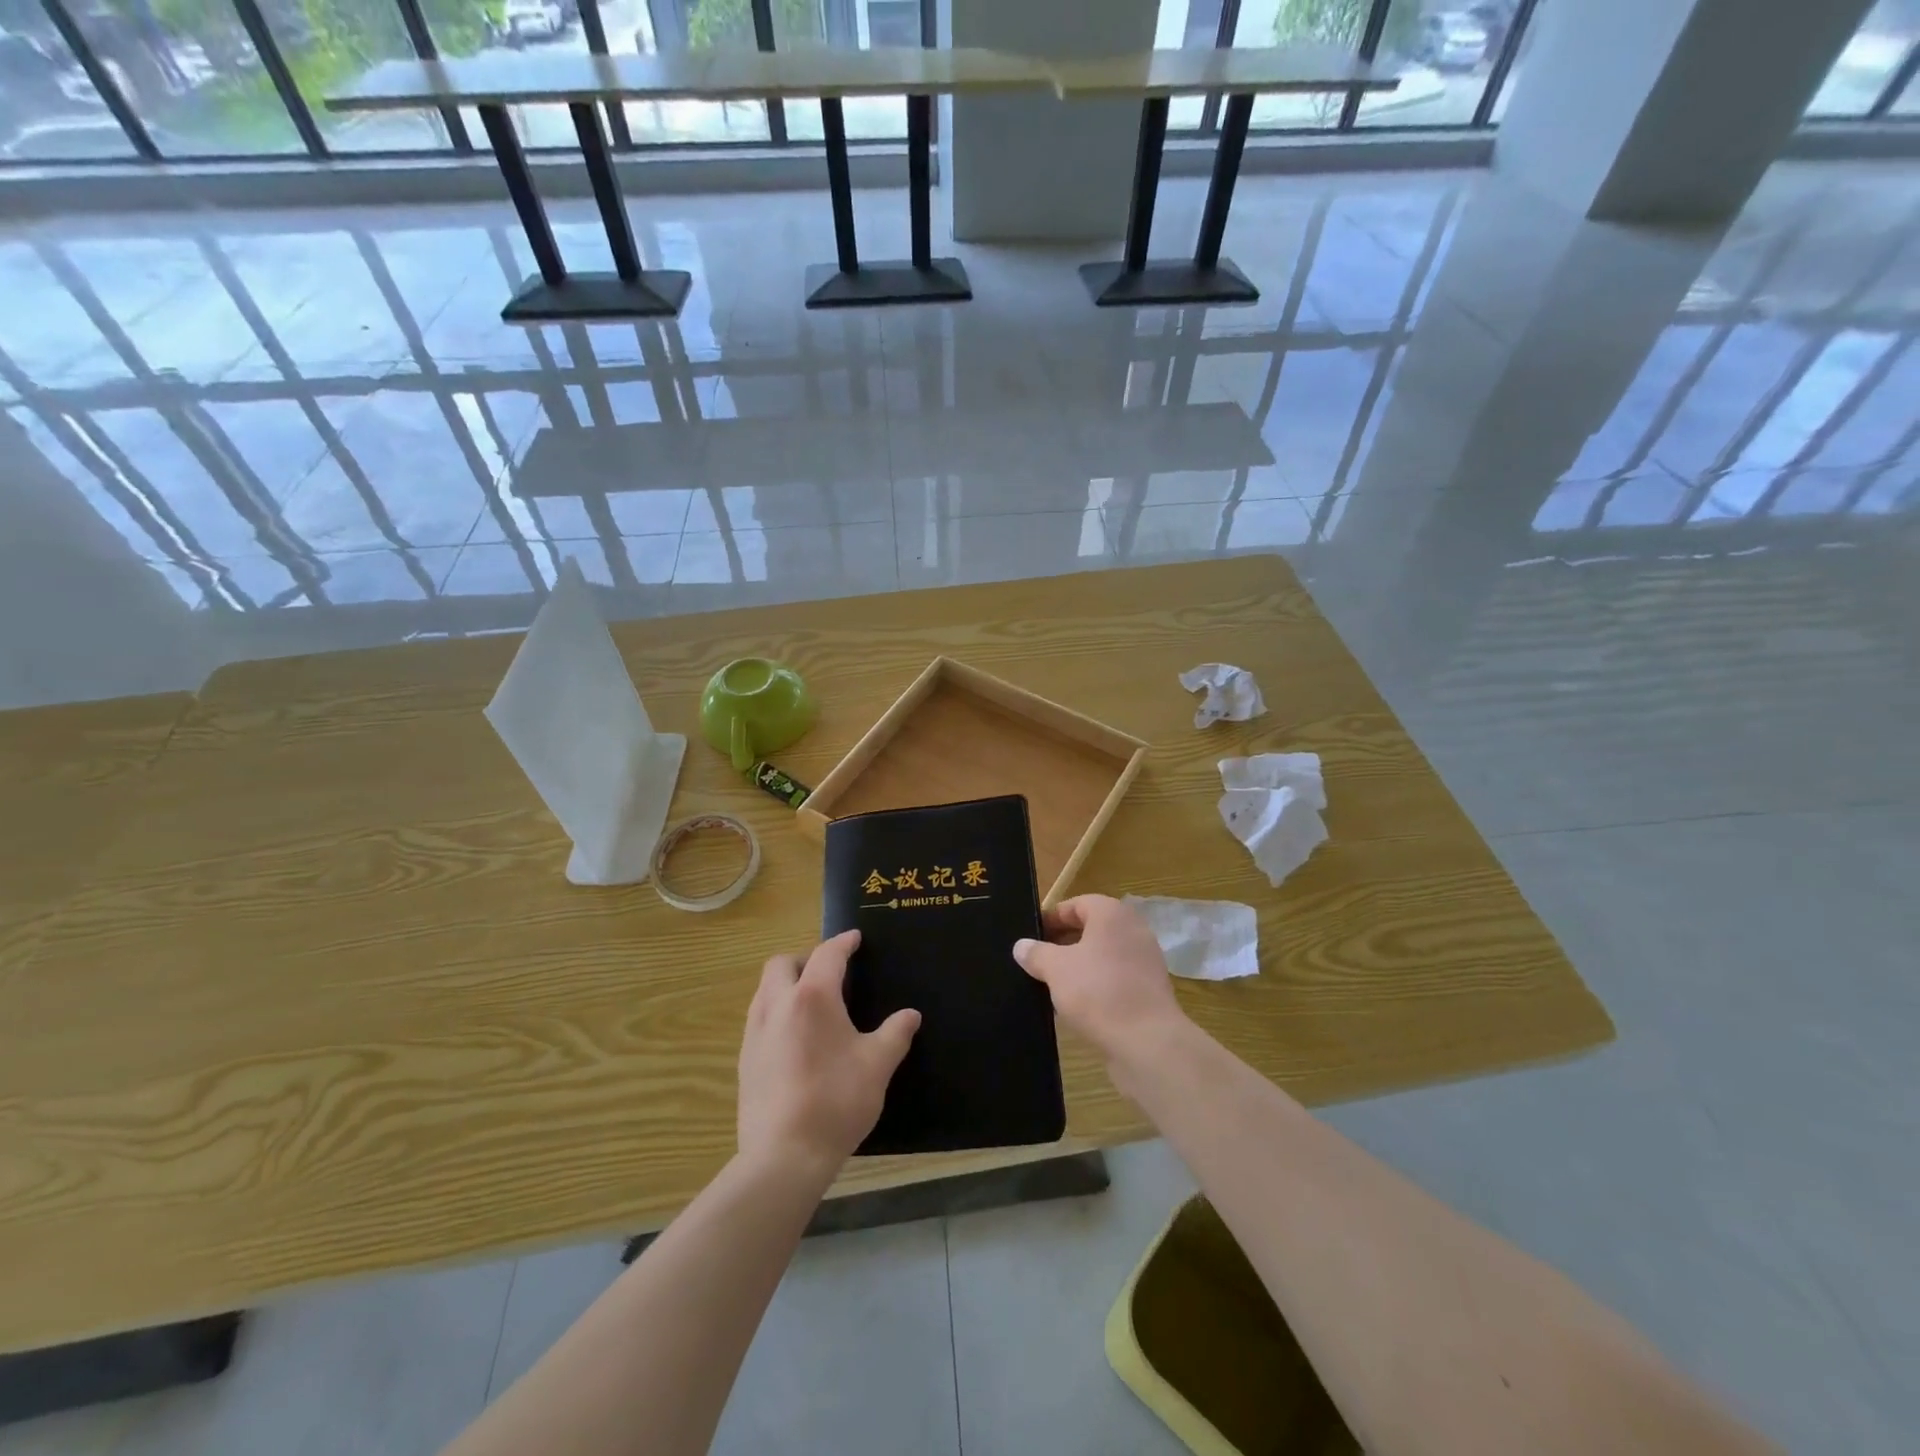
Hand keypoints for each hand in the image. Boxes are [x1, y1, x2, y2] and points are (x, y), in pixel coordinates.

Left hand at [738, 930, 919, 1182]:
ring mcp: (755, 1032)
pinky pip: (758, 1017)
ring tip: (810, 1001)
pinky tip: (793, 1036)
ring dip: (786, 983)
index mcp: (813, 997)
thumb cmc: (836, 1101)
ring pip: (765, 989)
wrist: (784, 1155)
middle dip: (805, 958)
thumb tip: (911, 1015)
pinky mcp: (744, 1059)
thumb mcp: (877, 1066)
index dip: (843, 943)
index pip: (827, 955)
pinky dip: (776, 1011)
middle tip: (829, 972)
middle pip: (782, 963)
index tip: (854, 939)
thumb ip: (895, 1034)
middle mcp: (778, 1005)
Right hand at [1014, 894, 1188, 1063]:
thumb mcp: (1055, 969)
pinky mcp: (1149, 989)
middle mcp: (1133, 930)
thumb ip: (1036, 953)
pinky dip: (1096, 984)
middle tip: (1037, 960)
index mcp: (1112, 914)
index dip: (1051, 918)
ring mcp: (1145, 960)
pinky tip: (1076, 1005)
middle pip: (1091, 928)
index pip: (1076, 904)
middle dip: (1062, 943)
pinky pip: (1115, 977)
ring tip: (1052, 984)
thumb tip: (1021, 946)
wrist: (1147, 1042)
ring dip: (1078, 966)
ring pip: (1103, 955)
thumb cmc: (1098, 992)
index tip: (1030, 936)